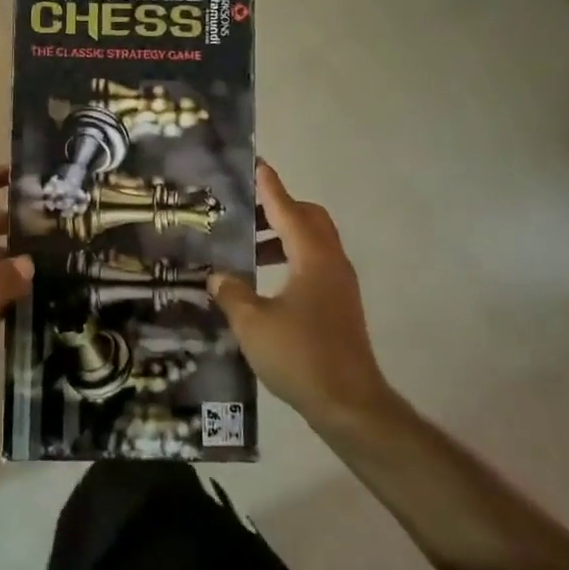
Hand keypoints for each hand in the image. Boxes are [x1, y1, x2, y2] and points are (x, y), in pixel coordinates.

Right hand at [209, 162, 394, 432]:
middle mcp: (331, 263)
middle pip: (308, 218)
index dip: (269, 187)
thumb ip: (231, 293)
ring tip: (247, 246)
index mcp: (313, 258)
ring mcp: (339, 285)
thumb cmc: (300, 356)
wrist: (350, 405)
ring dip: (282, 235)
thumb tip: (217, 276)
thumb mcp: (252, 323)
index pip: (287, 209)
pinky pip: (313, 264)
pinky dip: (289, 258)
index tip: (255, 164)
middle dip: (277, 207)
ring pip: (312, 242)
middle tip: (244, 211)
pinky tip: (264, 280)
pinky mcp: (339, 305)